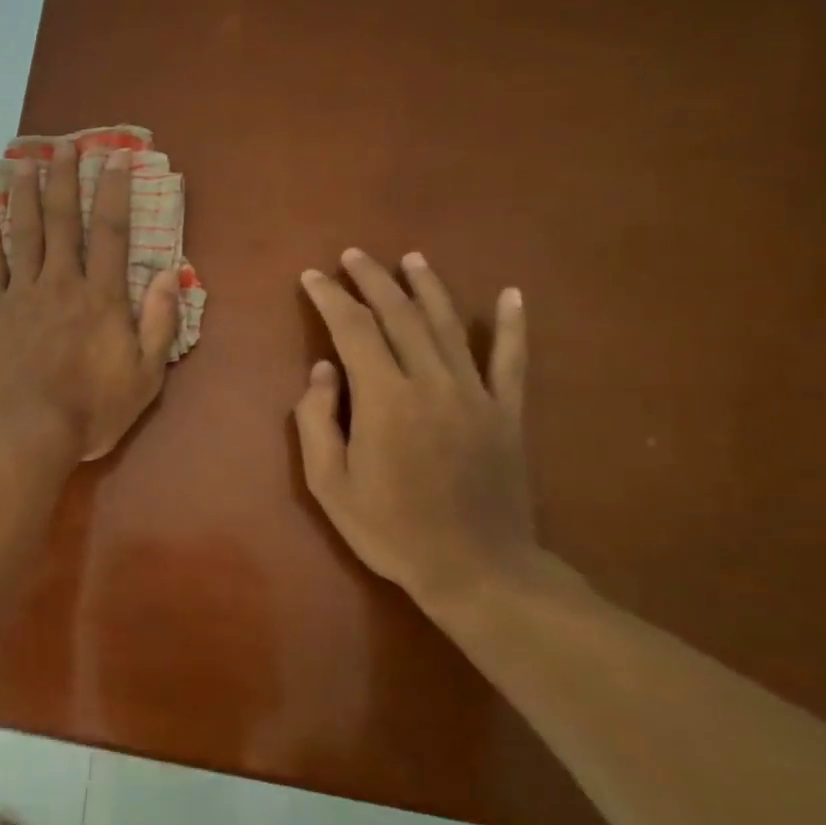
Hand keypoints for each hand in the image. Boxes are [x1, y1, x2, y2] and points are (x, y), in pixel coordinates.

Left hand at [0, 142, 180, 461]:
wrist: (24, 433)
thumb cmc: (90, 411)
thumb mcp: (145, 378)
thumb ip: (159, 326)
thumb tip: (169, 278)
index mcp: (102, 298)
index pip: (112, 232)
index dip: (115, 191)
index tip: (114, 156)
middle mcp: (61, 284)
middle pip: (64, 222)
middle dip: (66, 180)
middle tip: (63, 145)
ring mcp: (21, 295)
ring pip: (24, 234)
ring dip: (26, 197)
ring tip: (24, 164)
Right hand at [294, 249, 536, 602]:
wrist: (476, 568)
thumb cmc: (390, 529)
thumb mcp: (329, 484)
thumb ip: (317, 421)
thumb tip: (322, 369)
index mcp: (385, 398)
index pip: (354, 330)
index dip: (331, 298)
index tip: (312, 277)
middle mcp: (431, 382)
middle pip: (400, 315)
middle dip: (372, 280)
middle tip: (352, 256)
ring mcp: (476, 394)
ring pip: (449, 325)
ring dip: (427, 287)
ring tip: (410, 259)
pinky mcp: (507, 412)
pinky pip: (512, 359)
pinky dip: (513, 325)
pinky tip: (511, 295)